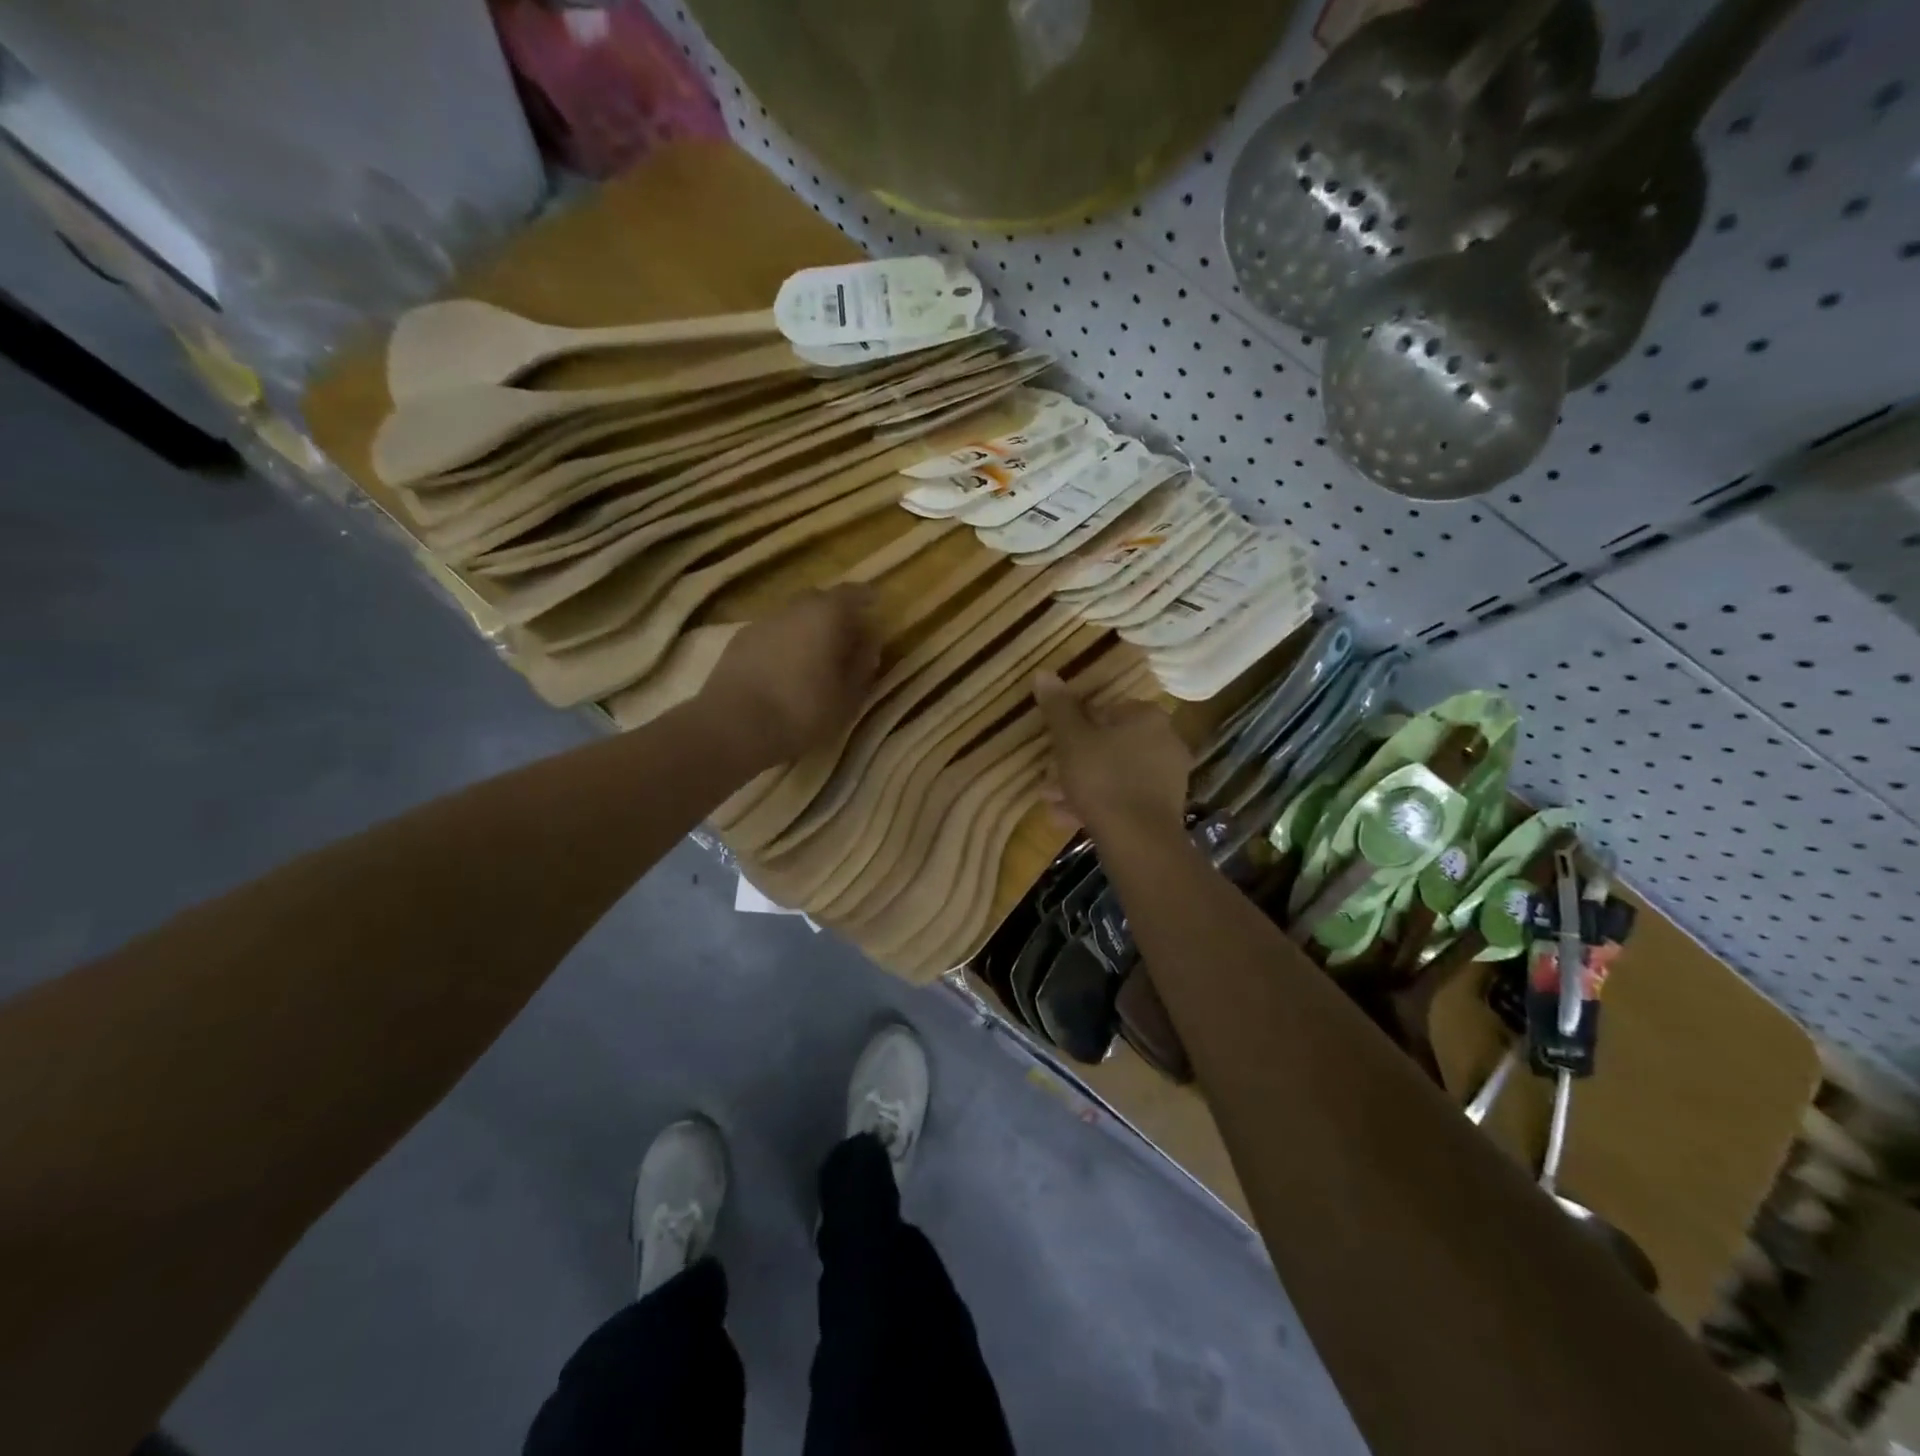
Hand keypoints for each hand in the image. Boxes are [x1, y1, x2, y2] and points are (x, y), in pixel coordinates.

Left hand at [701, 586, 880, 765]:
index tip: (874, 604)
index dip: (865, 598)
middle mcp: (793, 608)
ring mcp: (761, 623)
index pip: (852, 593)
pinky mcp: (737, 642)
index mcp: (826, 614)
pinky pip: (771, 634)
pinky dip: (784, 644)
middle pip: (819, 601)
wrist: (732, 726)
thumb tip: (869, 645)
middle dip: (836, 614)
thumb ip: (862, 666)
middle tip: (848, 636)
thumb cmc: (801, 711)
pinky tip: (785, 669)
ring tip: (816, 657)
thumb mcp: (847, 697)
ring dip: (807, 630)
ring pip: (793, 618)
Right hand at [1033, 670, 1189, 845]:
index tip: (1056, 745)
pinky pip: (1125, 797)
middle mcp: (1165, 741)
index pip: (1106, 710)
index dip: (1076, 727)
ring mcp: (1169, 777)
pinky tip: (1069, 819)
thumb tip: (1044, 673)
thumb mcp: (1071, 740)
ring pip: (1115, 774)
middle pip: (1110, 744)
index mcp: (1147, 717)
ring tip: (1052, 802)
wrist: (1138, 839)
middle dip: (1076, 761)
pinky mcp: (1165, 808)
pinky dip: (1100, 804)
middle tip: (1049, 779)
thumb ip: (1058, 707)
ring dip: (1082, 785)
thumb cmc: (1102, 779)